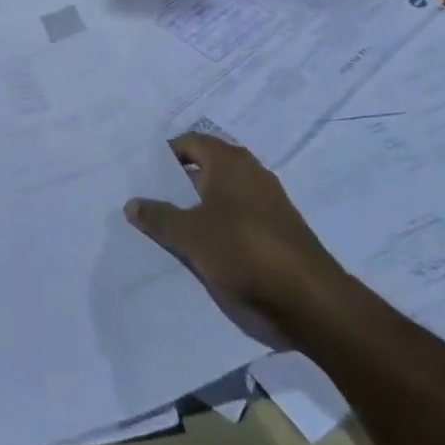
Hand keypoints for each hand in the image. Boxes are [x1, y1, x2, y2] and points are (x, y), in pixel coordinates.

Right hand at [126, 133, 347, 335]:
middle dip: (180, 181)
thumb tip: (131, 202)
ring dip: (200, 206)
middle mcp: (251, 173)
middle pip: (207, 167)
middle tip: (151, 196)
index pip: (189, 142)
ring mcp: (270, 202)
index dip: (165, 155)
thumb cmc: (244, 252)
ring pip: (224, 195)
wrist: (312, 302)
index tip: (143, 173)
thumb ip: (159, 217)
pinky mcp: (280, 231)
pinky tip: (205, 247)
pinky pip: (240, 218)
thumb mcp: (190, 236)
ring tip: (172, 225)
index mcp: (229, 162)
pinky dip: (221, 226)